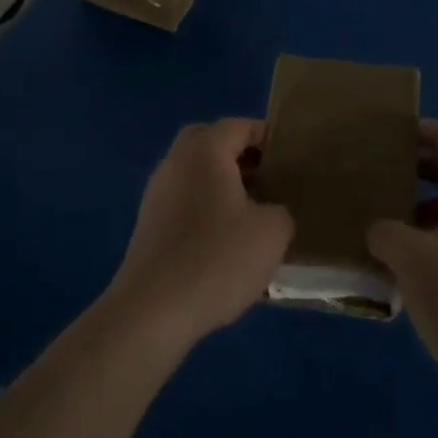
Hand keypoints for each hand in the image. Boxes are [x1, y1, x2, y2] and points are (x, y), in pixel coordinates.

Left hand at [106, 119, 293, 352]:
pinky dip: (205, 211)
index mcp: (205, 149)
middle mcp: (176, 160)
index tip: (289, 160)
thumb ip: (280, 211)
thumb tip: (270, 212)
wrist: (152, 311)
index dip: (267, 138)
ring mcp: (157, 192)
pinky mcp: (148, 225)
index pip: (240, 126)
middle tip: (268, 182)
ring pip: (196, 174)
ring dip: (222, 186)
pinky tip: (224, 246)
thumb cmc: (217, 258)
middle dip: (241, 158)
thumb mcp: (271, 233)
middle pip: (212, 143)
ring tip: (251, 218)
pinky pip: (185, 202)